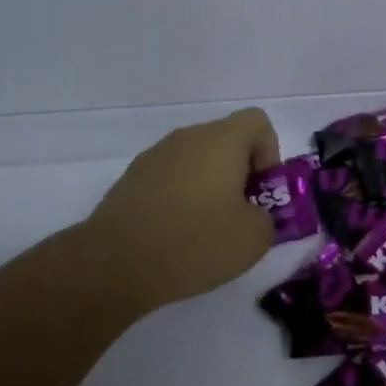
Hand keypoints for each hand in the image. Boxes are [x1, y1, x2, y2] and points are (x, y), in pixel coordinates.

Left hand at [85, 107, 280, 311]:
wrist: (115, 263)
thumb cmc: (194, 242)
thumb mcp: (253, 239)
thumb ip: (266, 218)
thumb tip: (252, 214)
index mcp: (221, 139)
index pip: (257, 121)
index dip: (270, 153)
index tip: (261, 191)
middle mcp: (187, 137)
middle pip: (226, 141)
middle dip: (239, 174)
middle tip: (239, 216)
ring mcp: (155, 156)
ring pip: (196, 160)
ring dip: (208, 186)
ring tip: (205, 231)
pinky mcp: (131, 179)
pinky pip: (169, 178)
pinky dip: (179, 198)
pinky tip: (174, 236)